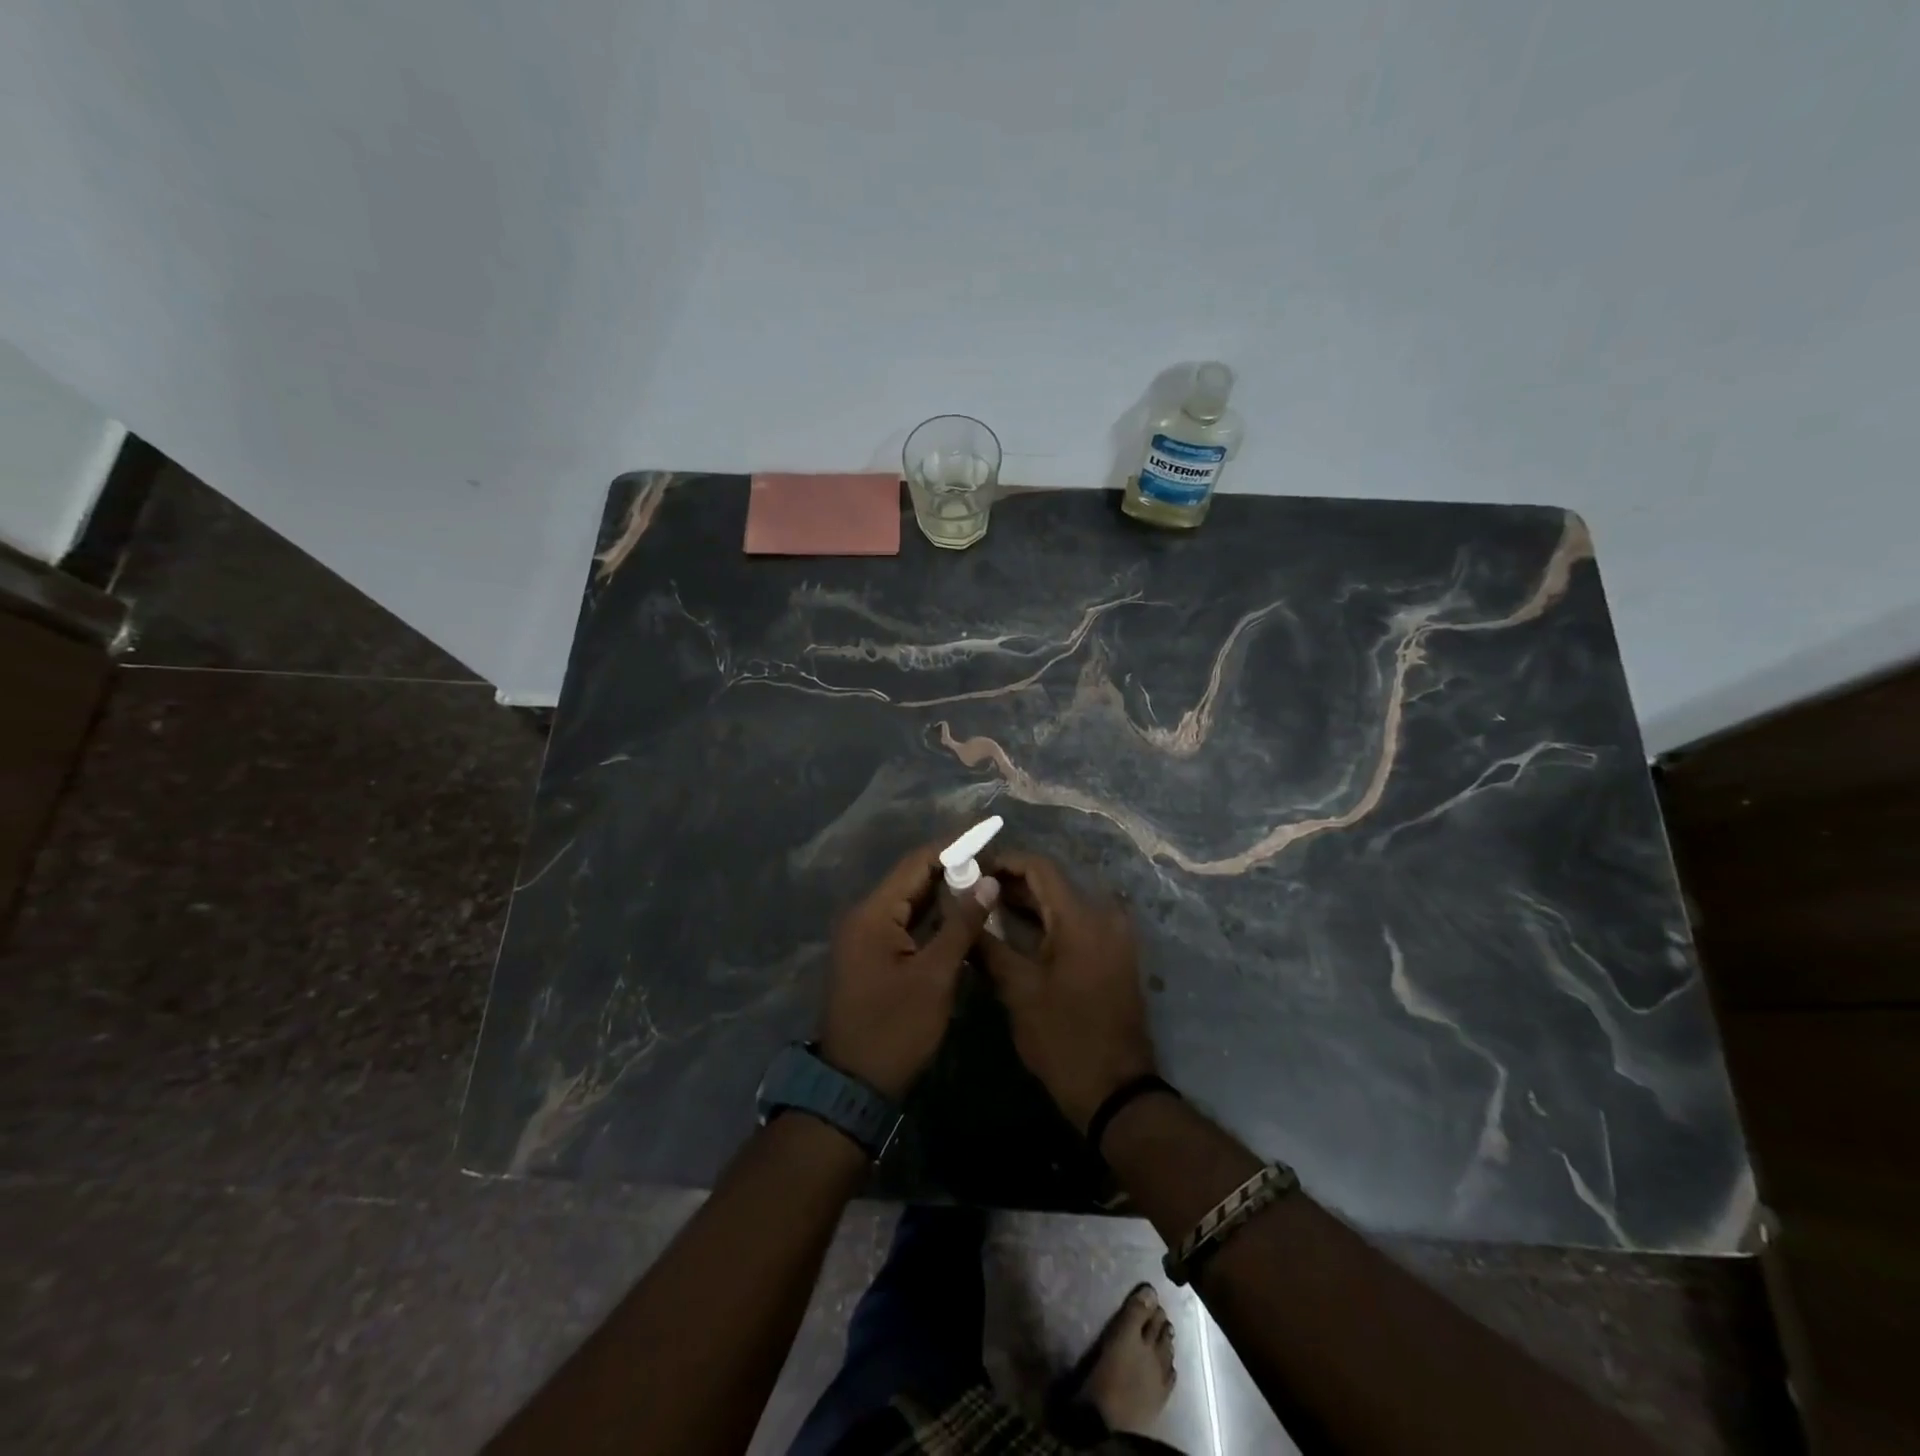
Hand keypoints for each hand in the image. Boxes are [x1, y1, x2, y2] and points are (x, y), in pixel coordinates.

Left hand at [820, 843, 999, 1099]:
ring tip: (982, 876)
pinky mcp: (871, 955)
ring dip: (942, 890)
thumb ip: (961, 925)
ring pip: (908, 901)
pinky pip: (904, 922)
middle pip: (910, 878)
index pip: (916, 864)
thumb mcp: (935, 976)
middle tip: (990, 855)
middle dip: (950, 865)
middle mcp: (863, 917)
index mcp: (873, 914)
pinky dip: (931, 915)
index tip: (985, 831)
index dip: (952, 845)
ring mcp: (864, 937)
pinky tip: (960, 912)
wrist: (853, 1087)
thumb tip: (986, 882)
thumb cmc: (896, 1029)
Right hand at [978, 850, 1158, 1130]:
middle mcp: (1104, 915)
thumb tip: (961, 913)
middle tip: (973, 891)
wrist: (1116, 1090)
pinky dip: (1049, 921)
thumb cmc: (1063, 1038)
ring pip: (1065, 903)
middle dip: (1012, 884)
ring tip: (987, 909)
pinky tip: (1018, 932)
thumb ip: (988, 945)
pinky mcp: (1115, 953)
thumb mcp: (1018, 991)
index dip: (1005, 862)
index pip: (1040, 867)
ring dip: (1030, 903)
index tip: (973, 869)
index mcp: (1082, 917)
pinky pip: (1078, 922)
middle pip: (1054, 883)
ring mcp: (1115, 935)